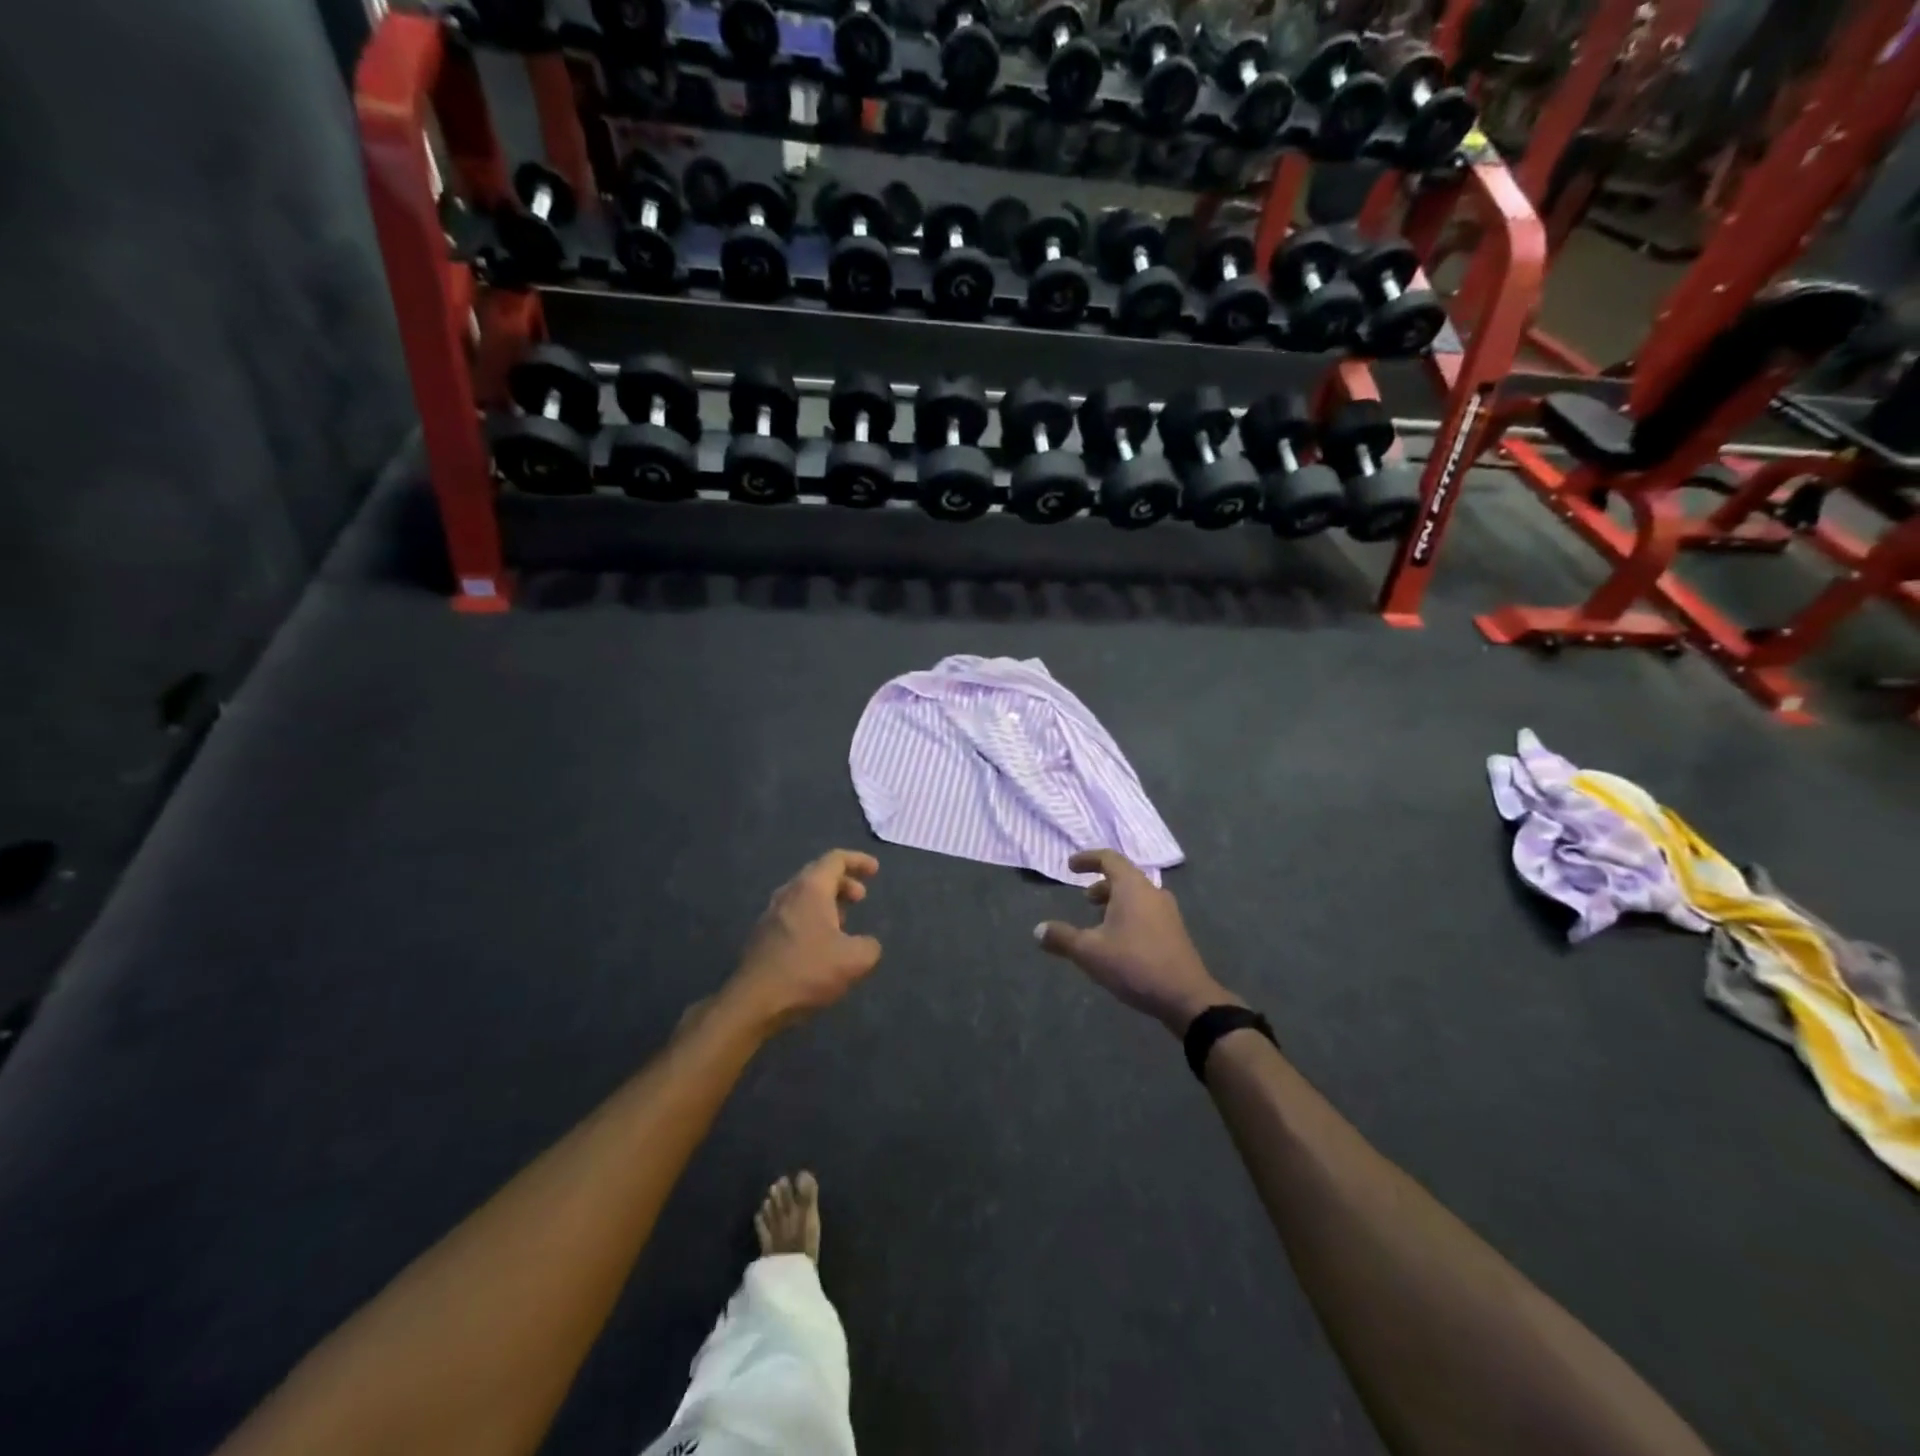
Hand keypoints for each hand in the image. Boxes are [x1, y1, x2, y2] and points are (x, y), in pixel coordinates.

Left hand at [727, 851, 882, 1033]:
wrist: (753, 1003)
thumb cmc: (807, 971)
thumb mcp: (855, 960)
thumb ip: (870, 946)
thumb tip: (867, 944)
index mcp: (810, 889)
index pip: (835, 859)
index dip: (858, 861)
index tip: (875, 870)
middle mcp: (788, 894)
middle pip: (818, 875)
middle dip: (843, 882)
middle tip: (860, 898)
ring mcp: (770, 915)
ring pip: (803, 896)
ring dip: (827, 902)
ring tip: (843, 922)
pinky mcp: (762, 937)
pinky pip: (792, 915)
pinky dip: (812, 918)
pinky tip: (820, 944)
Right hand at [1035, 849, 1235, 1033]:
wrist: (1186, 997)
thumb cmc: (1134, 965)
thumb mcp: (1090, 952)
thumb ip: (1062, 938)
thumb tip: (1038, 930)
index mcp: (1132, 887)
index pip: (1109, 858)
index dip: (1088, 859)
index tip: (1071, 866)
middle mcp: (1152, 892)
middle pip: (1124, 877)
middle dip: (1101, 884)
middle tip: (1085, 899)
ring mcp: (1167, 912)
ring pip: (1136, 895)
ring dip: (1115, 901)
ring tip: (1099, 920)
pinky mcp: (1174, 932)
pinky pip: (1146, 911)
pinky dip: (1128, 914)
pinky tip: (1119, 940)